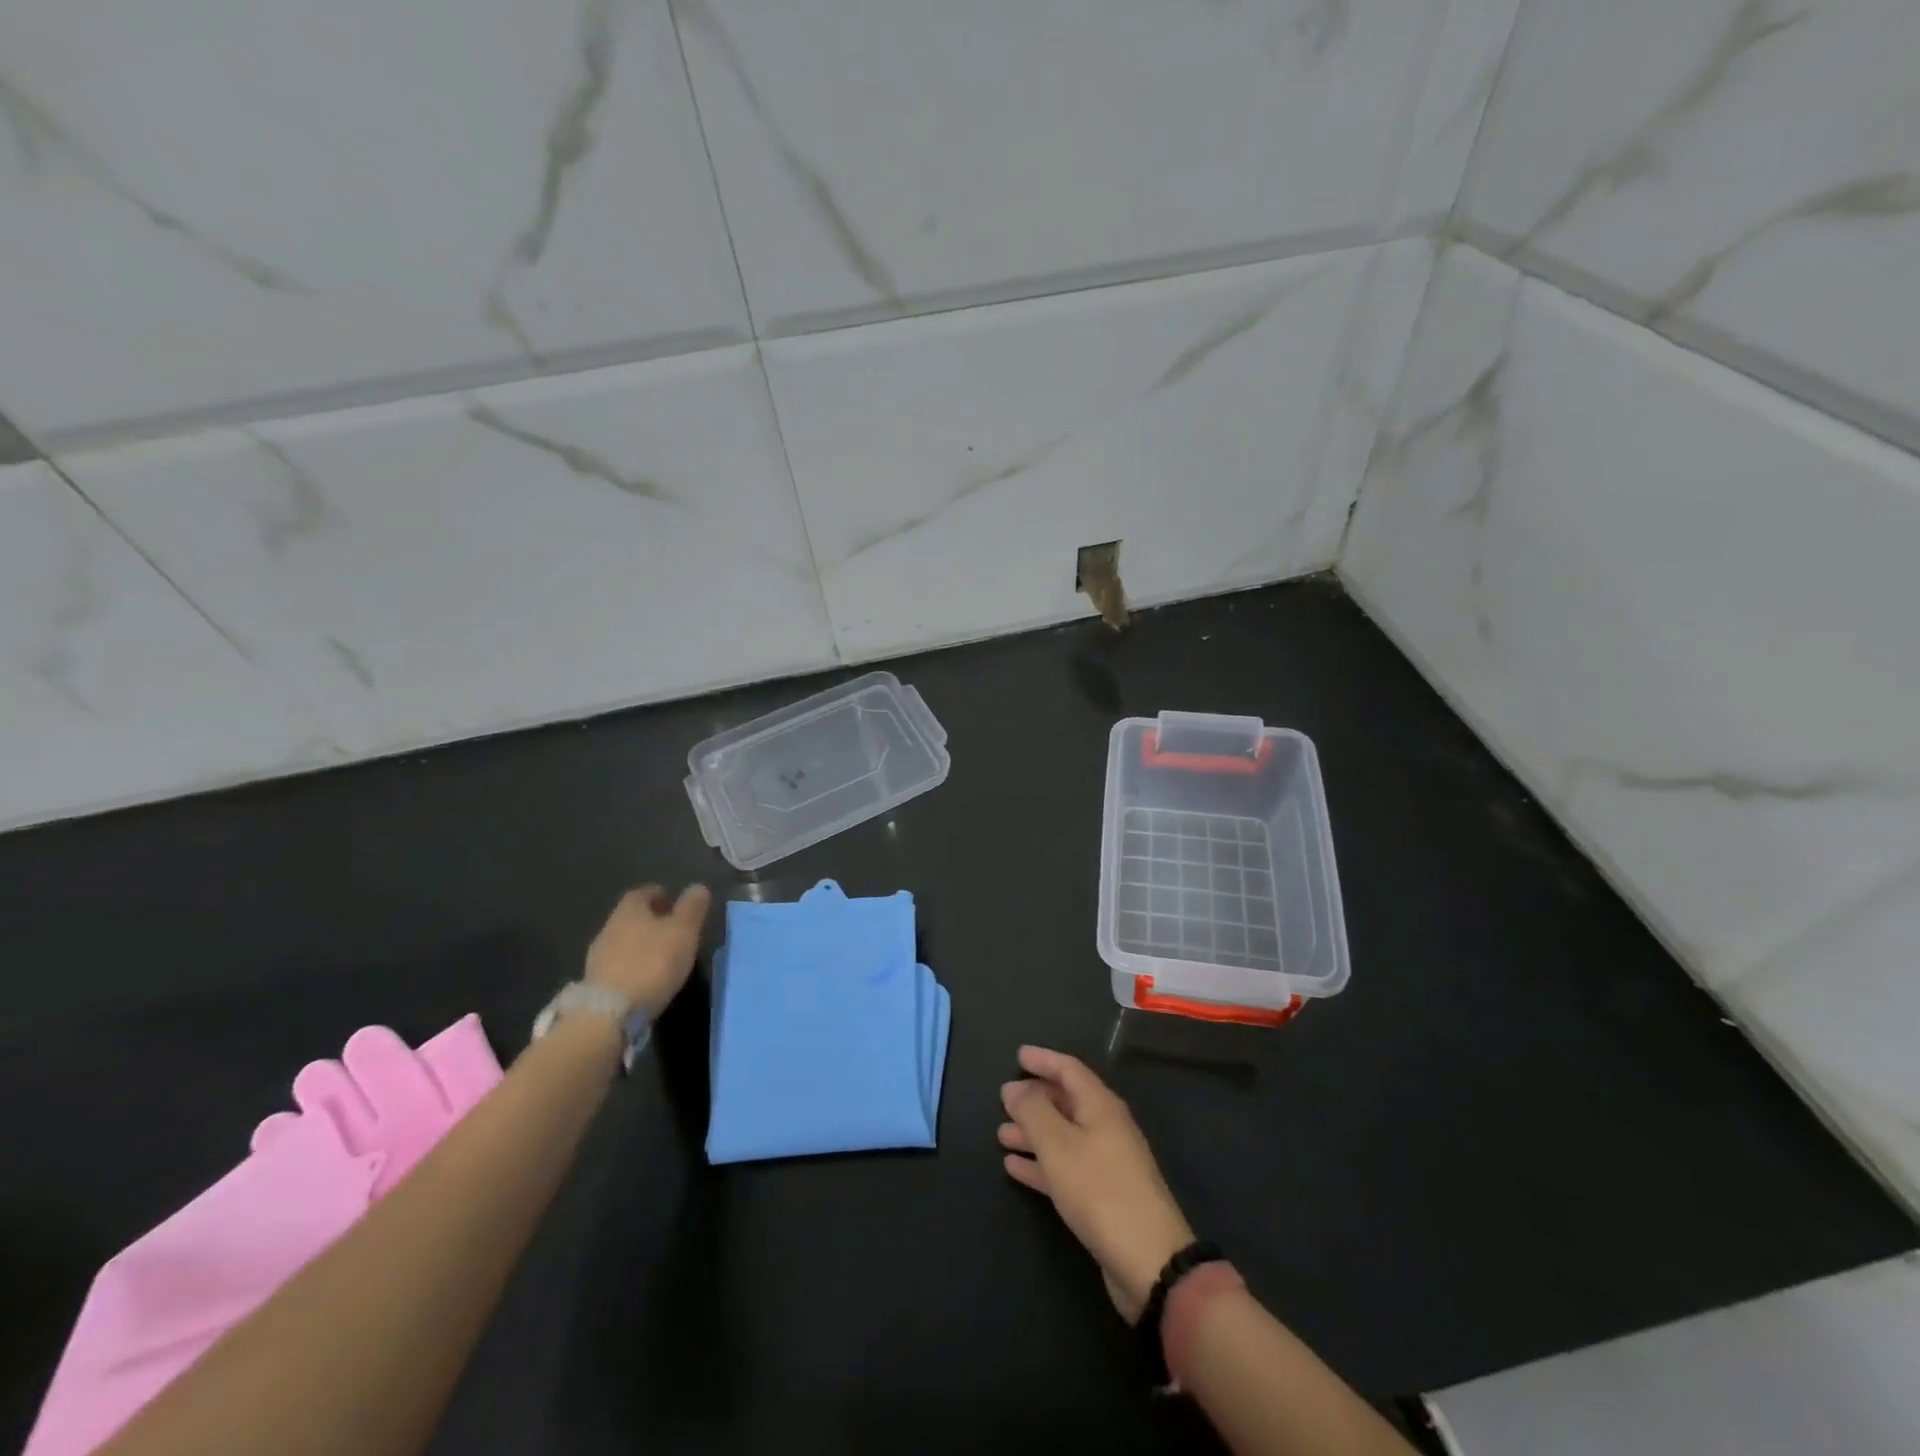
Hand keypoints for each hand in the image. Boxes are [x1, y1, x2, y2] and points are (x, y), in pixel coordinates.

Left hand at [583, 884, 711, 1017]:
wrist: (609, 1014)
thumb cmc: (652, 963)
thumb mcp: (683, 931)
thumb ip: (692, 907)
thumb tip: (698, 887)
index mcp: (630, 910)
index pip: (643, 893)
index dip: (659, 895)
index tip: (674, 902)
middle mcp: (609, 928)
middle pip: (631, 918)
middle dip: (650, 921)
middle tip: (672, 930)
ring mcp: (598, 957)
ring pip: (623, 943)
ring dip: (641, 946)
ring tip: (662, 958)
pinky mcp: (595, 985)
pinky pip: (617, 967)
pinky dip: (632, 968)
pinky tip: (646, 979)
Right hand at [999, 1045, 1194, 1321]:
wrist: (1148, 1261)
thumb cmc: (1100, 1191)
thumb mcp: (1058, 1145)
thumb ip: (1033, 1112)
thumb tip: (1014, 1086)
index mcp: (1101, 1106)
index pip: (1070, 1070)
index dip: (1044, 1060)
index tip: (1018, 1055)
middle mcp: (1106, 1127)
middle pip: (1067, 1101)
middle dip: (1036, 1098)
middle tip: (1004, 1098)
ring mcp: (1106, 1162)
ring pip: (1063, 1135)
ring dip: (1033, 1133)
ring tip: (1001, 1133)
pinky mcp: (1102, 1196)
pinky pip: (1065, 1166)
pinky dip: (1040, 1163)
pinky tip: (1015, 1167)